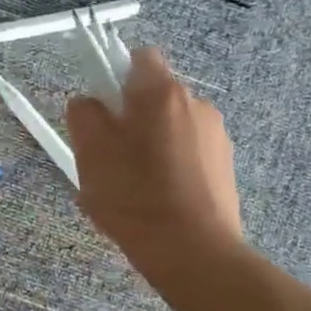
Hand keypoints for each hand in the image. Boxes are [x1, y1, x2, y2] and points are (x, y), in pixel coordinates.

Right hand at [65, 48, 241, 266]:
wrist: (194, 253)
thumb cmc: (135, 195)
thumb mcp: (90, 151)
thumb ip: (84, 113)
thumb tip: (91, 103)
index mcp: (162, 92)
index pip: (139, 57)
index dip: (115, 75)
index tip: (101, 108)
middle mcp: (197, 104)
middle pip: (154, 95)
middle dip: (131, 116)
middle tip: (109, 153)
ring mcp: (217, 136)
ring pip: (171, 126)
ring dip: (152, 142)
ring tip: (134, 184)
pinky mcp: (227, 167)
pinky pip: (189, 152)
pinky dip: (172, 165)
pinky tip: (158, 199)